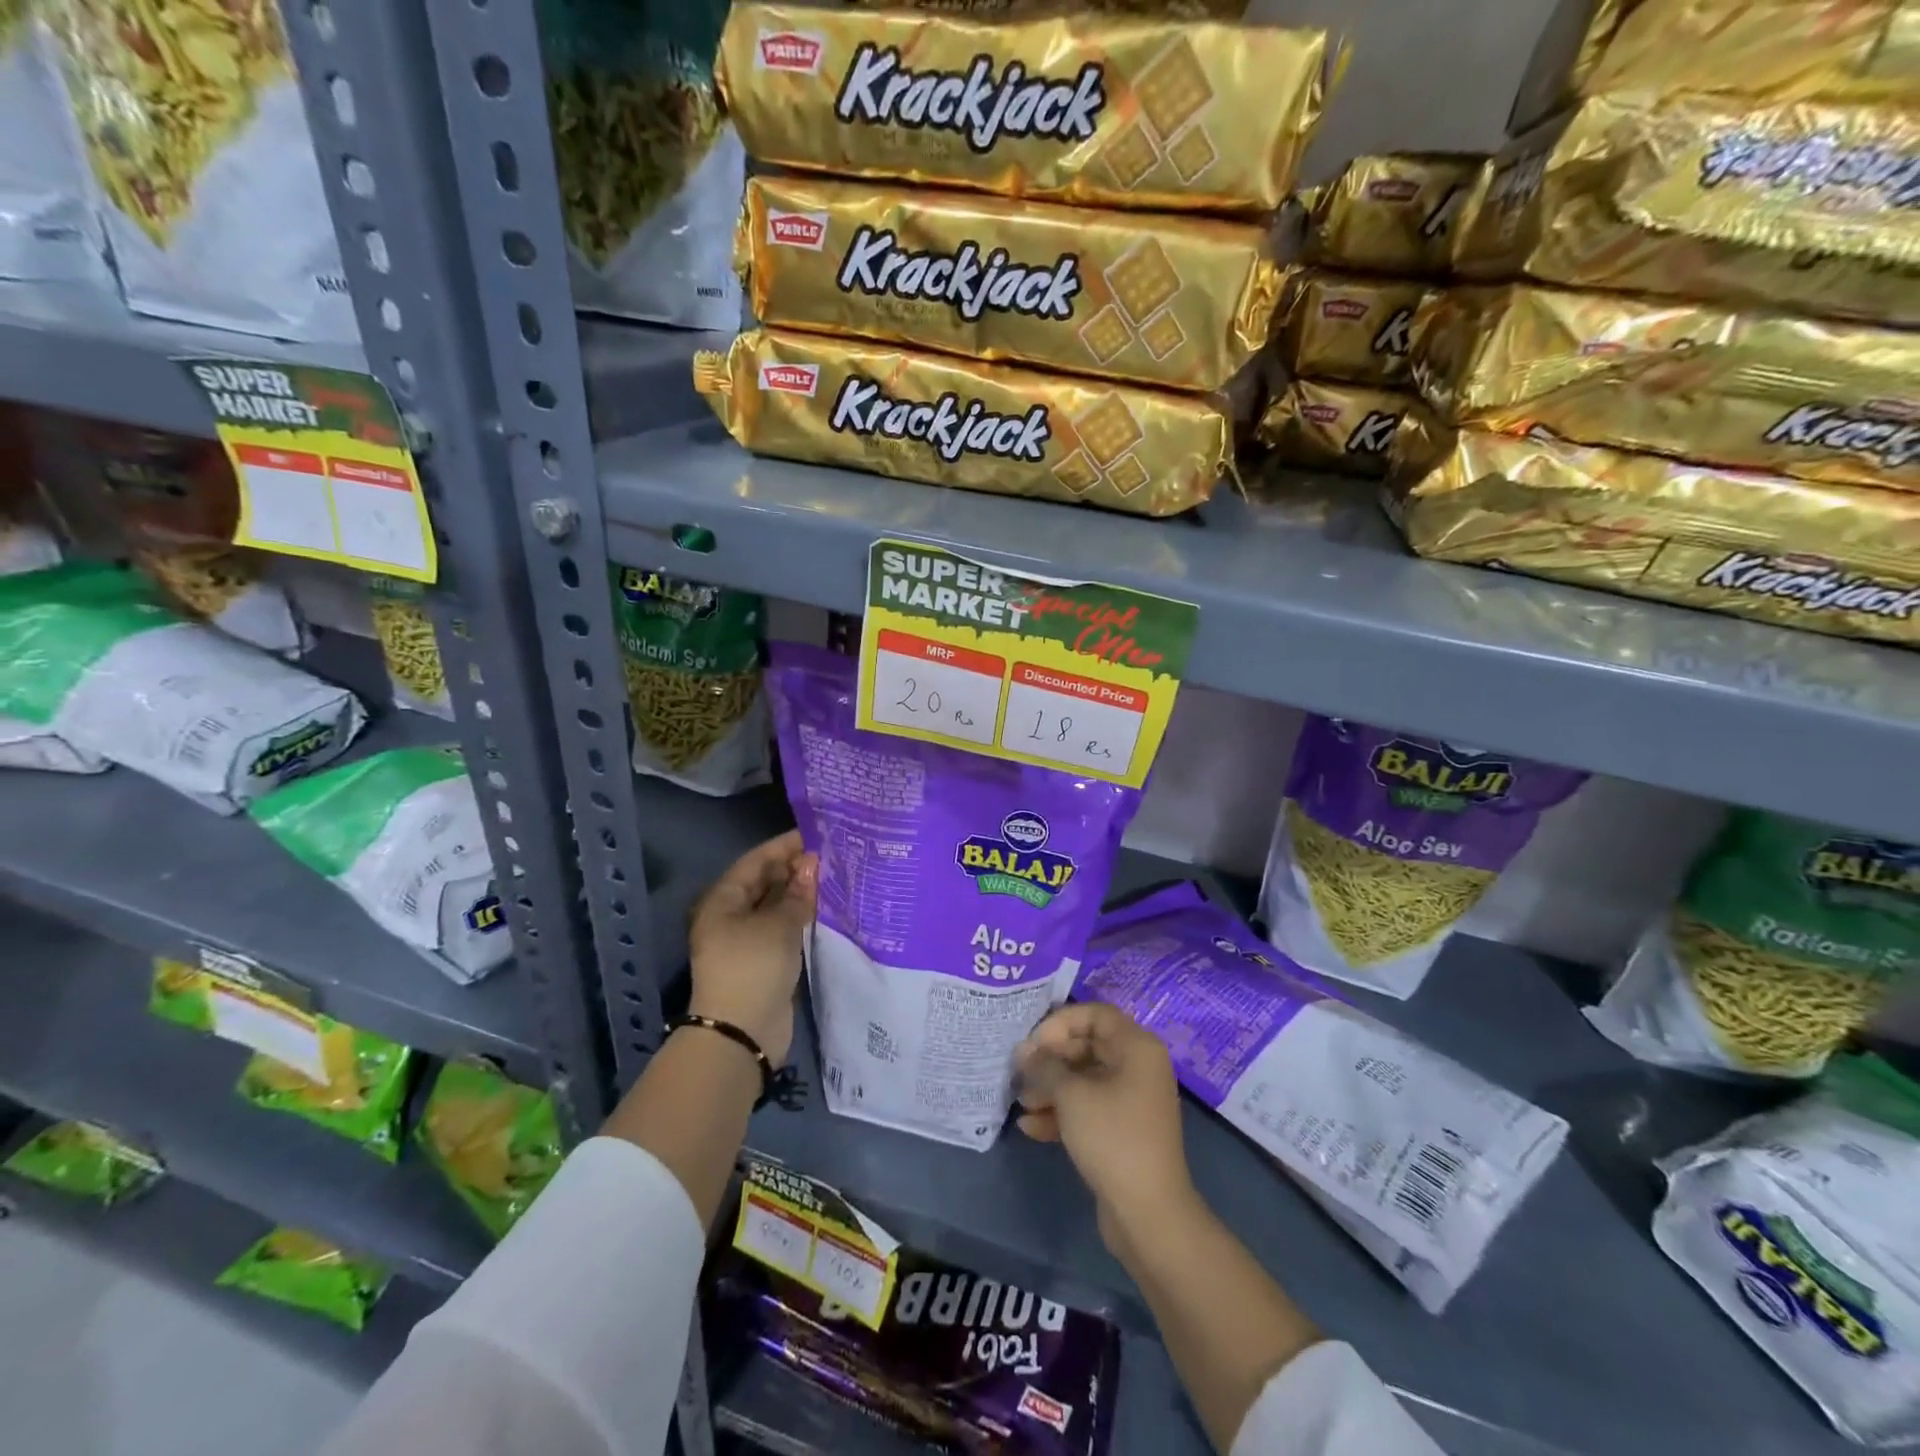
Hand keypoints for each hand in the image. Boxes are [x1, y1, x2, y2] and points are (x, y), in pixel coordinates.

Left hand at [687, 830, 817, 1065]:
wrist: (742, 1032)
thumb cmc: (753, 967)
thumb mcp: (778, 925)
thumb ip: (798, 893)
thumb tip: (812, 864)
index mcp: (723, 900)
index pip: (756, 861)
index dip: (785, 846)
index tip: (817, 834)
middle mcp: (732, 915)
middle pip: (766, 882)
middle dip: (796, 868)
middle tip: (833, 854)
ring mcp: (748, 939)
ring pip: (777, 905)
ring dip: (802, 893)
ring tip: (835, 876)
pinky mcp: (764, 959)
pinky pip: (784, 928)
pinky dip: (802, 916)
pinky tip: (828, 908)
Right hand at [1014, 1003, 1196, 1254]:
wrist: (1149, 1213)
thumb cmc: (1112, 1138)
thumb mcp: (1071, 1096)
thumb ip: (1045, 1067)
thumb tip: (1025, 1052)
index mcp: (1136, 1047)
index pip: (1094, 1014)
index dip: (1060, 1023)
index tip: (1032, 1044)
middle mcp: (1138, 1067)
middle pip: (1087, 1046)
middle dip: (1050, 1059)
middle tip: (1019, 1073)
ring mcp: (1132, 1100)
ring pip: (1085, 1080)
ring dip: (1051, 1088)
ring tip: (1021, 1103)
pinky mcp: (1123, 1130)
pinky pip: (1089, 1108)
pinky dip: (1062, 1113)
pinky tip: (1030, 1128)